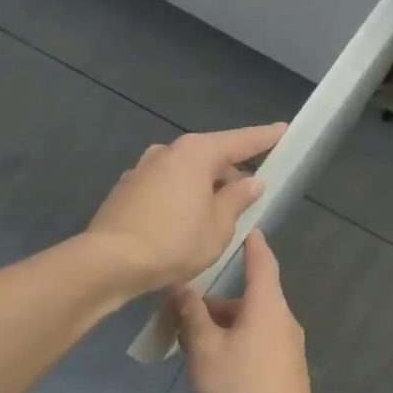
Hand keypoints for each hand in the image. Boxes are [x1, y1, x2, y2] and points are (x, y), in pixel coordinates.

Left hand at [85, 124, 286, 293]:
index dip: (265, 138)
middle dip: (231, 173)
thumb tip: (251, 182)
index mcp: (196, 153)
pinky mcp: (126, 189)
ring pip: (186, 172)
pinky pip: (166, 186)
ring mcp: (143, 169)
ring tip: (217, 216)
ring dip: (204, 187)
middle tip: (250, 196)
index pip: (240, 141)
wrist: (109, 262)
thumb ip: (237, 200)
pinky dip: (181, 197)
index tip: (283, 130)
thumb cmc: (173, 243)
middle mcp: (167, 152)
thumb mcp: (218, 227)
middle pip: (210, 156)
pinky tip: (184, 223)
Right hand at [172, 231, 322, 392]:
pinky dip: (232, 343)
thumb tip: (182, 287)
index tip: (245, 229)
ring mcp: (286, 348)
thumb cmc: (241, 388)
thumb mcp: (205, 350)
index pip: (261, 262)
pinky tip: (210, 365)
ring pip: (249, 324)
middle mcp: (281, 320)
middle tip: (181, 307)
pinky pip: (255, 344)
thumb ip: (192, 315)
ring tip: (187, 341)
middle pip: (248, 298)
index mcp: (267, 305)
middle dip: (216, 301)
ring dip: (220, 326)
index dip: (252, 244)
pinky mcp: (284, 372)